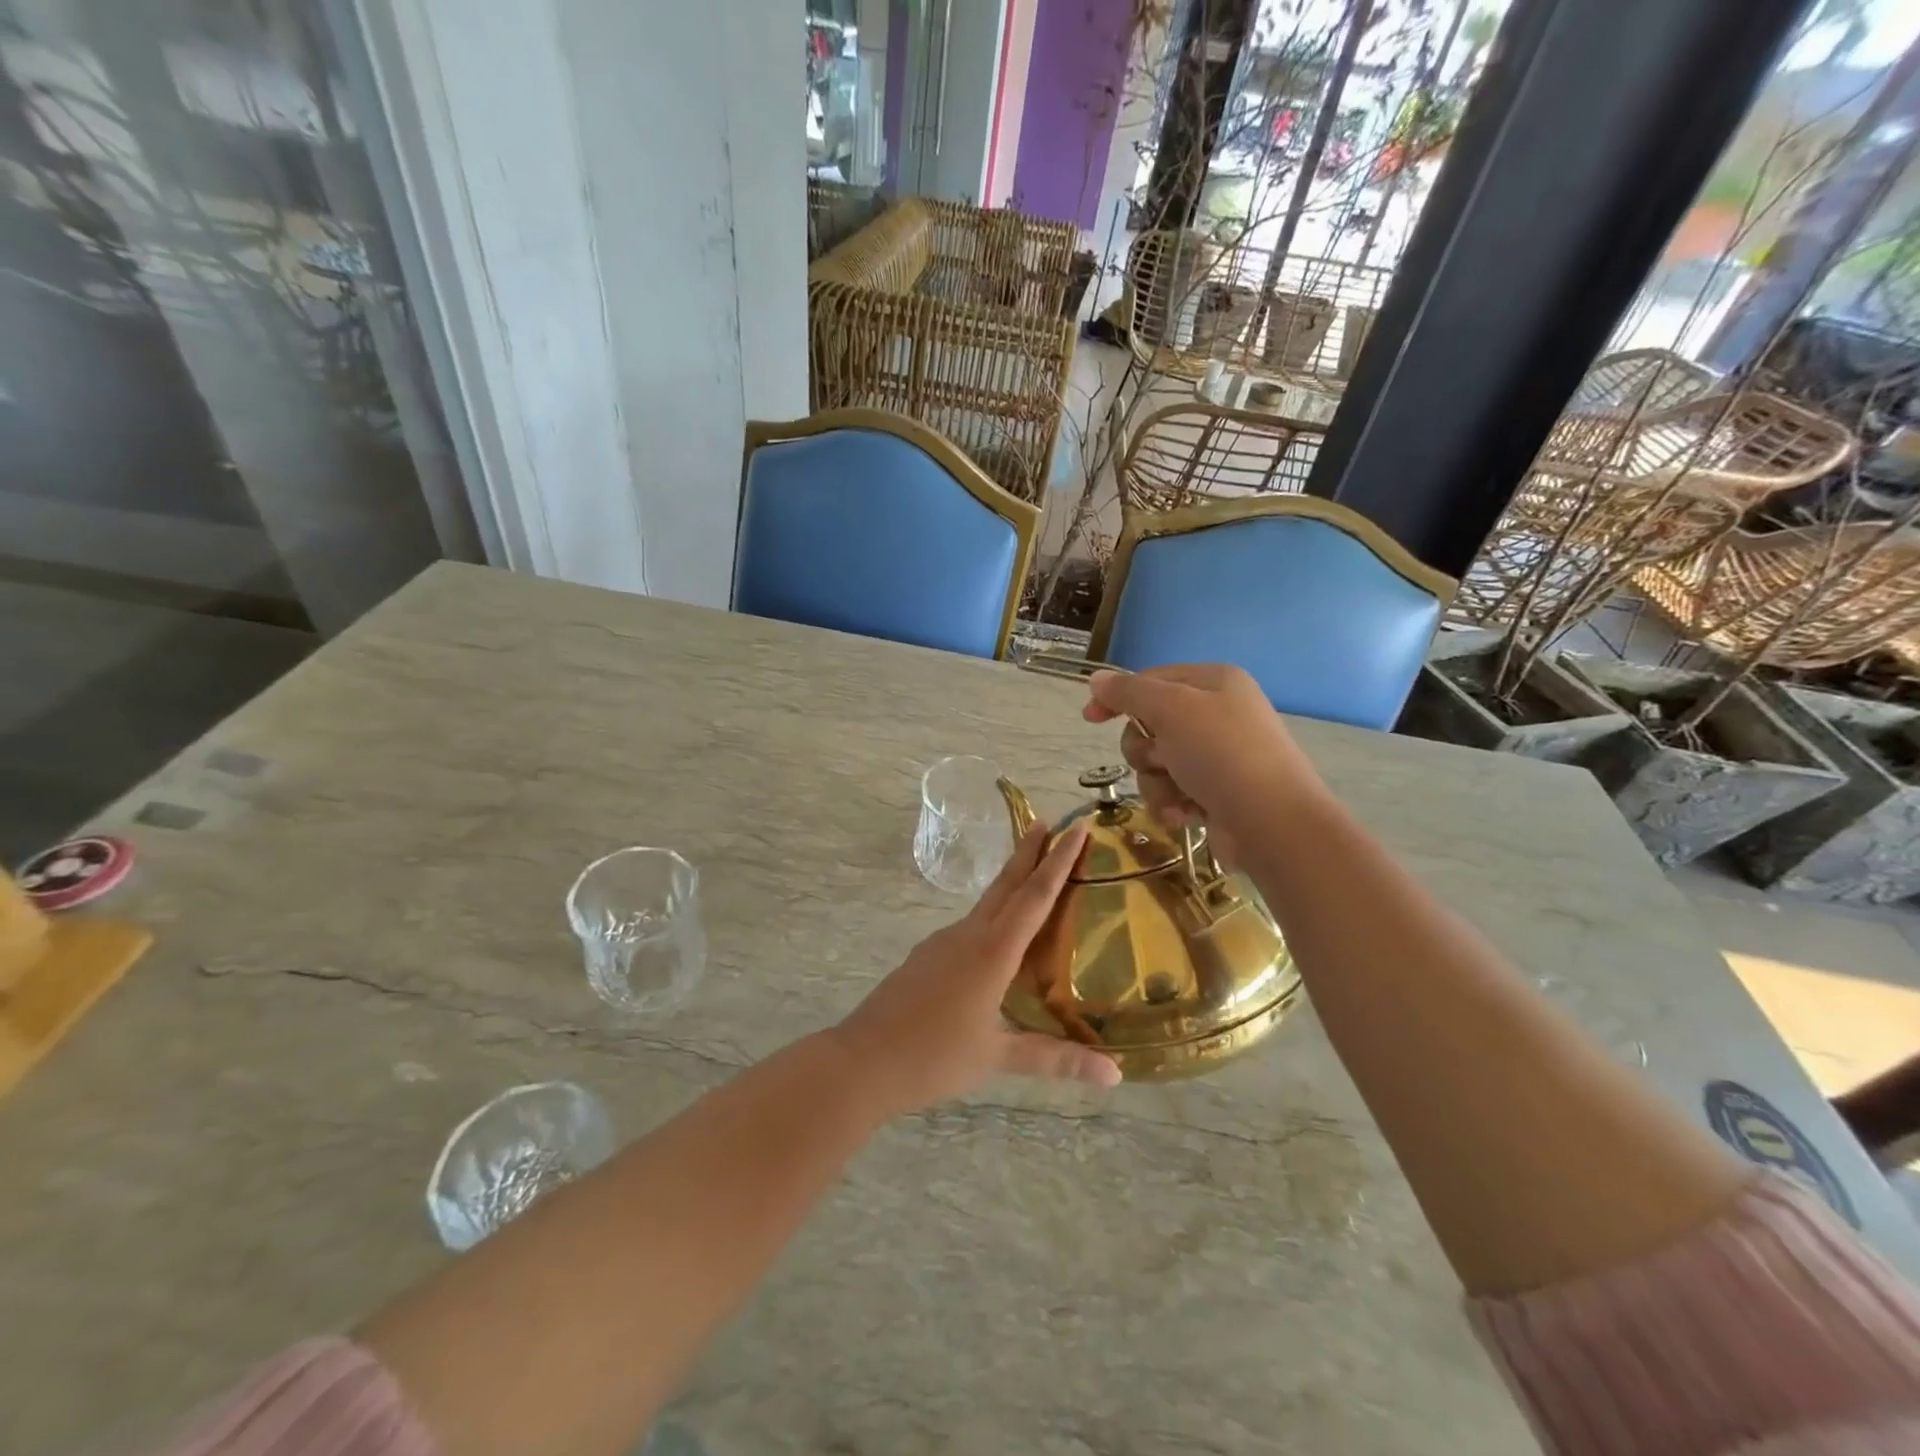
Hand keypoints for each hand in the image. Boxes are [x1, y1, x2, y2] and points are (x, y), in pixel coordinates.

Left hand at [836, 821, 1119, 1115]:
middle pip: (1006, 884)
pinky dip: (992, 916)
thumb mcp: (998, 1057)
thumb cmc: (933, 1057)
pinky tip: (997, 938)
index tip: (1077, 828)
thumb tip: (1115, 1076)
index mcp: (992, 951)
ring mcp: (942, 942)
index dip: (1059, 861)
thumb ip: (1056, 1059)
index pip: (1035, 896)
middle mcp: (968, 935)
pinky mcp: (926, 956)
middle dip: (1030, 852)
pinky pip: (970, 926)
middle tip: (1051, 823)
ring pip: (986, 903)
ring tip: (1034, 877)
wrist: (861, 1062)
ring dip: (1011, 883)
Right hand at [1082, 665, 1322, 863]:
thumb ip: (1128, 693)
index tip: (1090, 718)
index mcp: (1214, 682)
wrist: (1273, 823)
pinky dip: (1172, 803)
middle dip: (1144, 749)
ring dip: (1156, 782)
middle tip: (1160, 760)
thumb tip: (1096, 679)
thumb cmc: (1221, 754)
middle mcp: (1217, 713)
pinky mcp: (1215, 792)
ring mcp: (1218, 756)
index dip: (1118, 698)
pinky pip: (1172, 790)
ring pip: (1156, 762)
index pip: (1151, 680)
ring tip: (1177, 796)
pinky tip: (1184, 814)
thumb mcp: (1171, 710)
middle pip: (1149, 724)